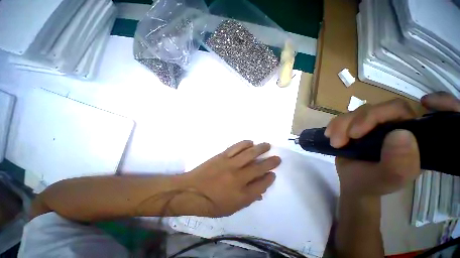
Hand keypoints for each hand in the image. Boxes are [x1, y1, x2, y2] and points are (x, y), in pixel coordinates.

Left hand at [173, 141, 280, 216]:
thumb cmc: (210, 203)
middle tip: (277, 158)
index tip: (273, 174)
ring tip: (267, 145)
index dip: (269, 179)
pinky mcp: (222, 156)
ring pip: (249, 154)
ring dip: (260, 149)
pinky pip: (236, 147)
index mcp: (241, 195)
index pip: (261, 185)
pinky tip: (250, 142)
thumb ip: (247, 199)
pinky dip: (245, 143)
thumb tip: (260, 191)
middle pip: (259, 168)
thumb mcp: (231, 208)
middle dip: (270, 162)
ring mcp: (230, 164)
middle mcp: (238, 178)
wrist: (190, 191)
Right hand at [325, 92, 459, 196]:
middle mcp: (393, 124)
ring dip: (340, 126)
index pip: (399, 109)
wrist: (354, 183)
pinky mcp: (355, 126)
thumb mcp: (388, 179)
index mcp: (410, 134)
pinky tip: (330, 136)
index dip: (380, 113)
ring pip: (355, 112)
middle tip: (341, 142)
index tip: (358, 132)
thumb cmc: (373, 183)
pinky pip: (342, 117)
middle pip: (373, 109)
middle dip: (353, 123)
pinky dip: (334, 125)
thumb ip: (399, 162)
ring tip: (335, 143)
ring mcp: (372, 124)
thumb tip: (401, 134)